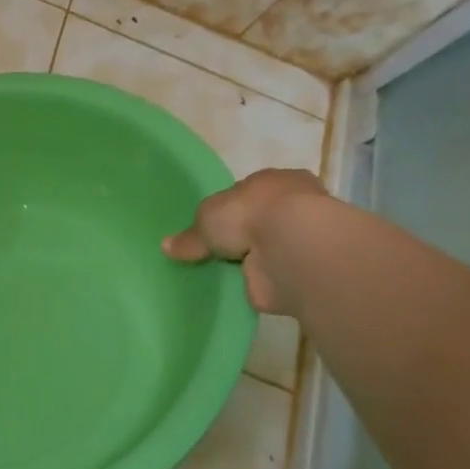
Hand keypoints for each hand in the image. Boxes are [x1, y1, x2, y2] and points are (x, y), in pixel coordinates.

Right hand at [163, 168, 327, 315]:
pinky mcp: (302, 269)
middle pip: (258, 220)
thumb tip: (167, 246)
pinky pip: (272, 274)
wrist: (291, 248)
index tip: (210, 226)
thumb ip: (190, 235)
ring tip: (220, 273)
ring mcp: (300, 238)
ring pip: (267, 247)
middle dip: (241, 235)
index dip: (228, 208)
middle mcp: (293, 205)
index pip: (247, 192)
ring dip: (251, 259)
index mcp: (273, 180)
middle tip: (213, 252)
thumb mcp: (206, 217)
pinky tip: (238, 287)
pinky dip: (259, 280)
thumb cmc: (249, 214)